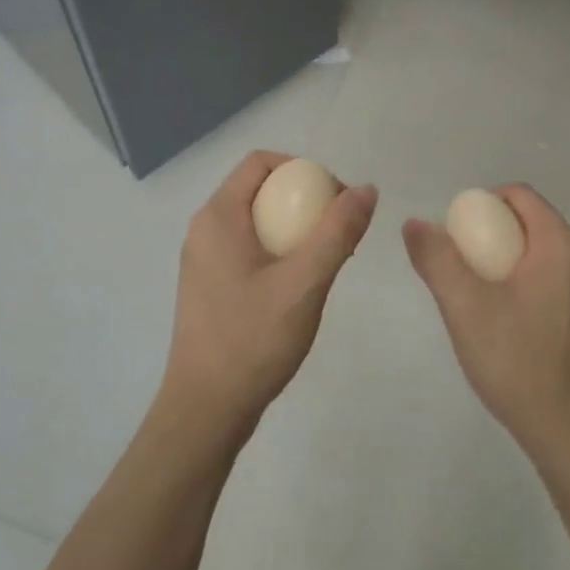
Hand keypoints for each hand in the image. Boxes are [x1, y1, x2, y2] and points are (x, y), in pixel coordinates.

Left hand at [161, 151, 377, 440]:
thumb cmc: (253, 339)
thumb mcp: (305, 282)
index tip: (335, 198)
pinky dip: (278, 252)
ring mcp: (203, 260)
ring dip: (294, 229)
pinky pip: (247, 249)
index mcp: (218, 217)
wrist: (206, 407)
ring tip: (328, 259)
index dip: (302, 168)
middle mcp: (205, 229)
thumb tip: (366, 189)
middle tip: (339, 232)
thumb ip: (337, 231)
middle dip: (303, 200)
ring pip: (255, 222)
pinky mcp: (209, 286)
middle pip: (259, 190)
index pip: (260, 162)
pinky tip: (301, 285)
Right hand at [403, 185, 569, 459]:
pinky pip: (555, 284)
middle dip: (491, 237)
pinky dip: (527, 287)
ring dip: (508, 265)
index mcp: (562, 245)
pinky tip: (507, 325)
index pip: (520, 196)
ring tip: (479, 301)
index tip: (457, 236)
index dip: (482, 204)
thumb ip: (437, 258)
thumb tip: (415, 223)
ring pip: (542, 257)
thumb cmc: (517, 361)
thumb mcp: (464, 306)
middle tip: (460, 271)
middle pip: (531, 225)